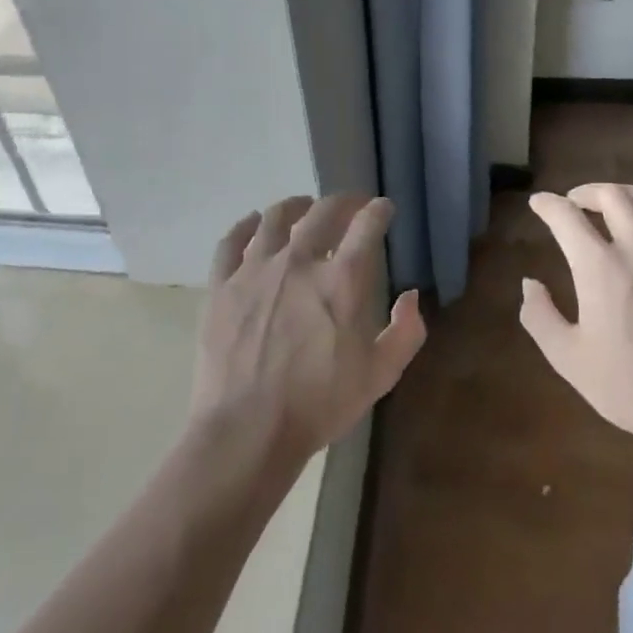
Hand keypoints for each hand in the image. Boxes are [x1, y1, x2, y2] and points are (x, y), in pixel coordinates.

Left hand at [192, 194, 426, 473]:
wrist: (247, 430)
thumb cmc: (319, 406)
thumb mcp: (379, 377)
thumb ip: (405, 333)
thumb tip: (411, 296)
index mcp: (341, 281)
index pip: (366, 226)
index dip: (378, 211)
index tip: (383, 208)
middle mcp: (299, 262)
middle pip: (322, 212)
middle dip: (342, 202)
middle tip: (349, 205)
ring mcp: (255, 270)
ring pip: (275, 218)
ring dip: (295, 206)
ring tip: (303, 208)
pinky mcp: (222, 285)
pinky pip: (231, 241)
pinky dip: (246, 225)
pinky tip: (253, 222)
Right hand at [520, 183, 632, 469]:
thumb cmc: (632, 386)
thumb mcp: (569, 358)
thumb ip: (540, 316)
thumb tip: (530, 283)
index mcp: (601, 268)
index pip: (566, 216)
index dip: (547, 204)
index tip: (539, 204)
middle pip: (612, 195)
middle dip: (586, 192)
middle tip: (575, 202)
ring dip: (623, 196)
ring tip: (613, 205)